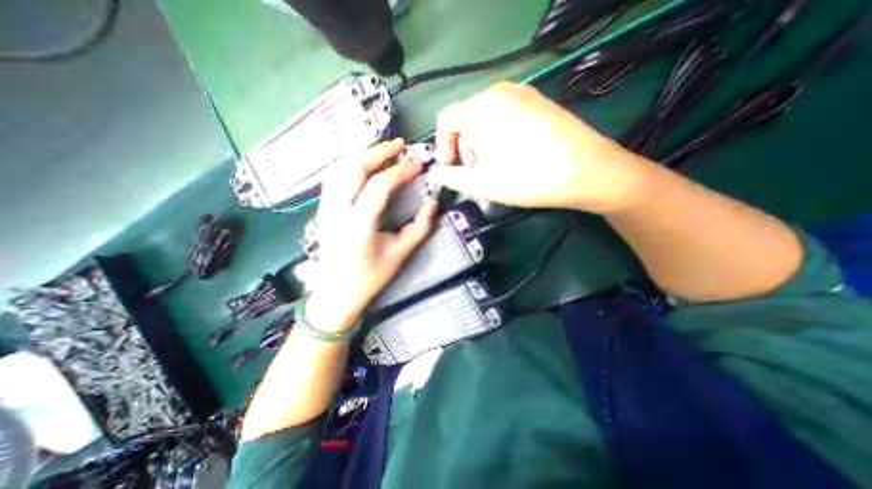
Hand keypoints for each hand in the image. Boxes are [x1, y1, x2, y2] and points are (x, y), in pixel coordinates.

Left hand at [308, 137, 443, 330]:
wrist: (336, 293)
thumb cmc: (369, 278)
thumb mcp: (399, 255)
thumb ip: (419, 229)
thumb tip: (433, 204)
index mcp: (359, 226)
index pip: (379, 186)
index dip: (399, 171)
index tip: (417, 164)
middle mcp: (337, 212)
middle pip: (354, 169)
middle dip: (378, 152)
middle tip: (399, 145)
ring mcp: (325, 209)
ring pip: (340, 169)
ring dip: (363, 155)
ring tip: (383, 151)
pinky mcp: (322, 210)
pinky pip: (333, 178)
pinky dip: (349, 165)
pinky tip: (363, 165)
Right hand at [427, 82, 649, 213]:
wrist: (585, 170)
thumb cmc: (525, 178)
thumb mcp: (481, 184)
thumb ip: (451, 178)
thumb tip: (433, 175)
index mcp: (479, 109)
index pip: (445, 119)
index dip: (443, 145)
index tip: (451, 167)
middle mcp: (498, 92)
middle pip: (466, 117)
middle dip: (465, 146)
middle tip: (477, 170)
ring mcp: (522, 92)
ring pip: (486, 115)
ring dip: (482, 141)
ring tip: (496, 164)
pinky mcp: (538, 99)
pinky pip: (506, 113)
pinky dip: (500, 133)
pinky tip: (514, 153)